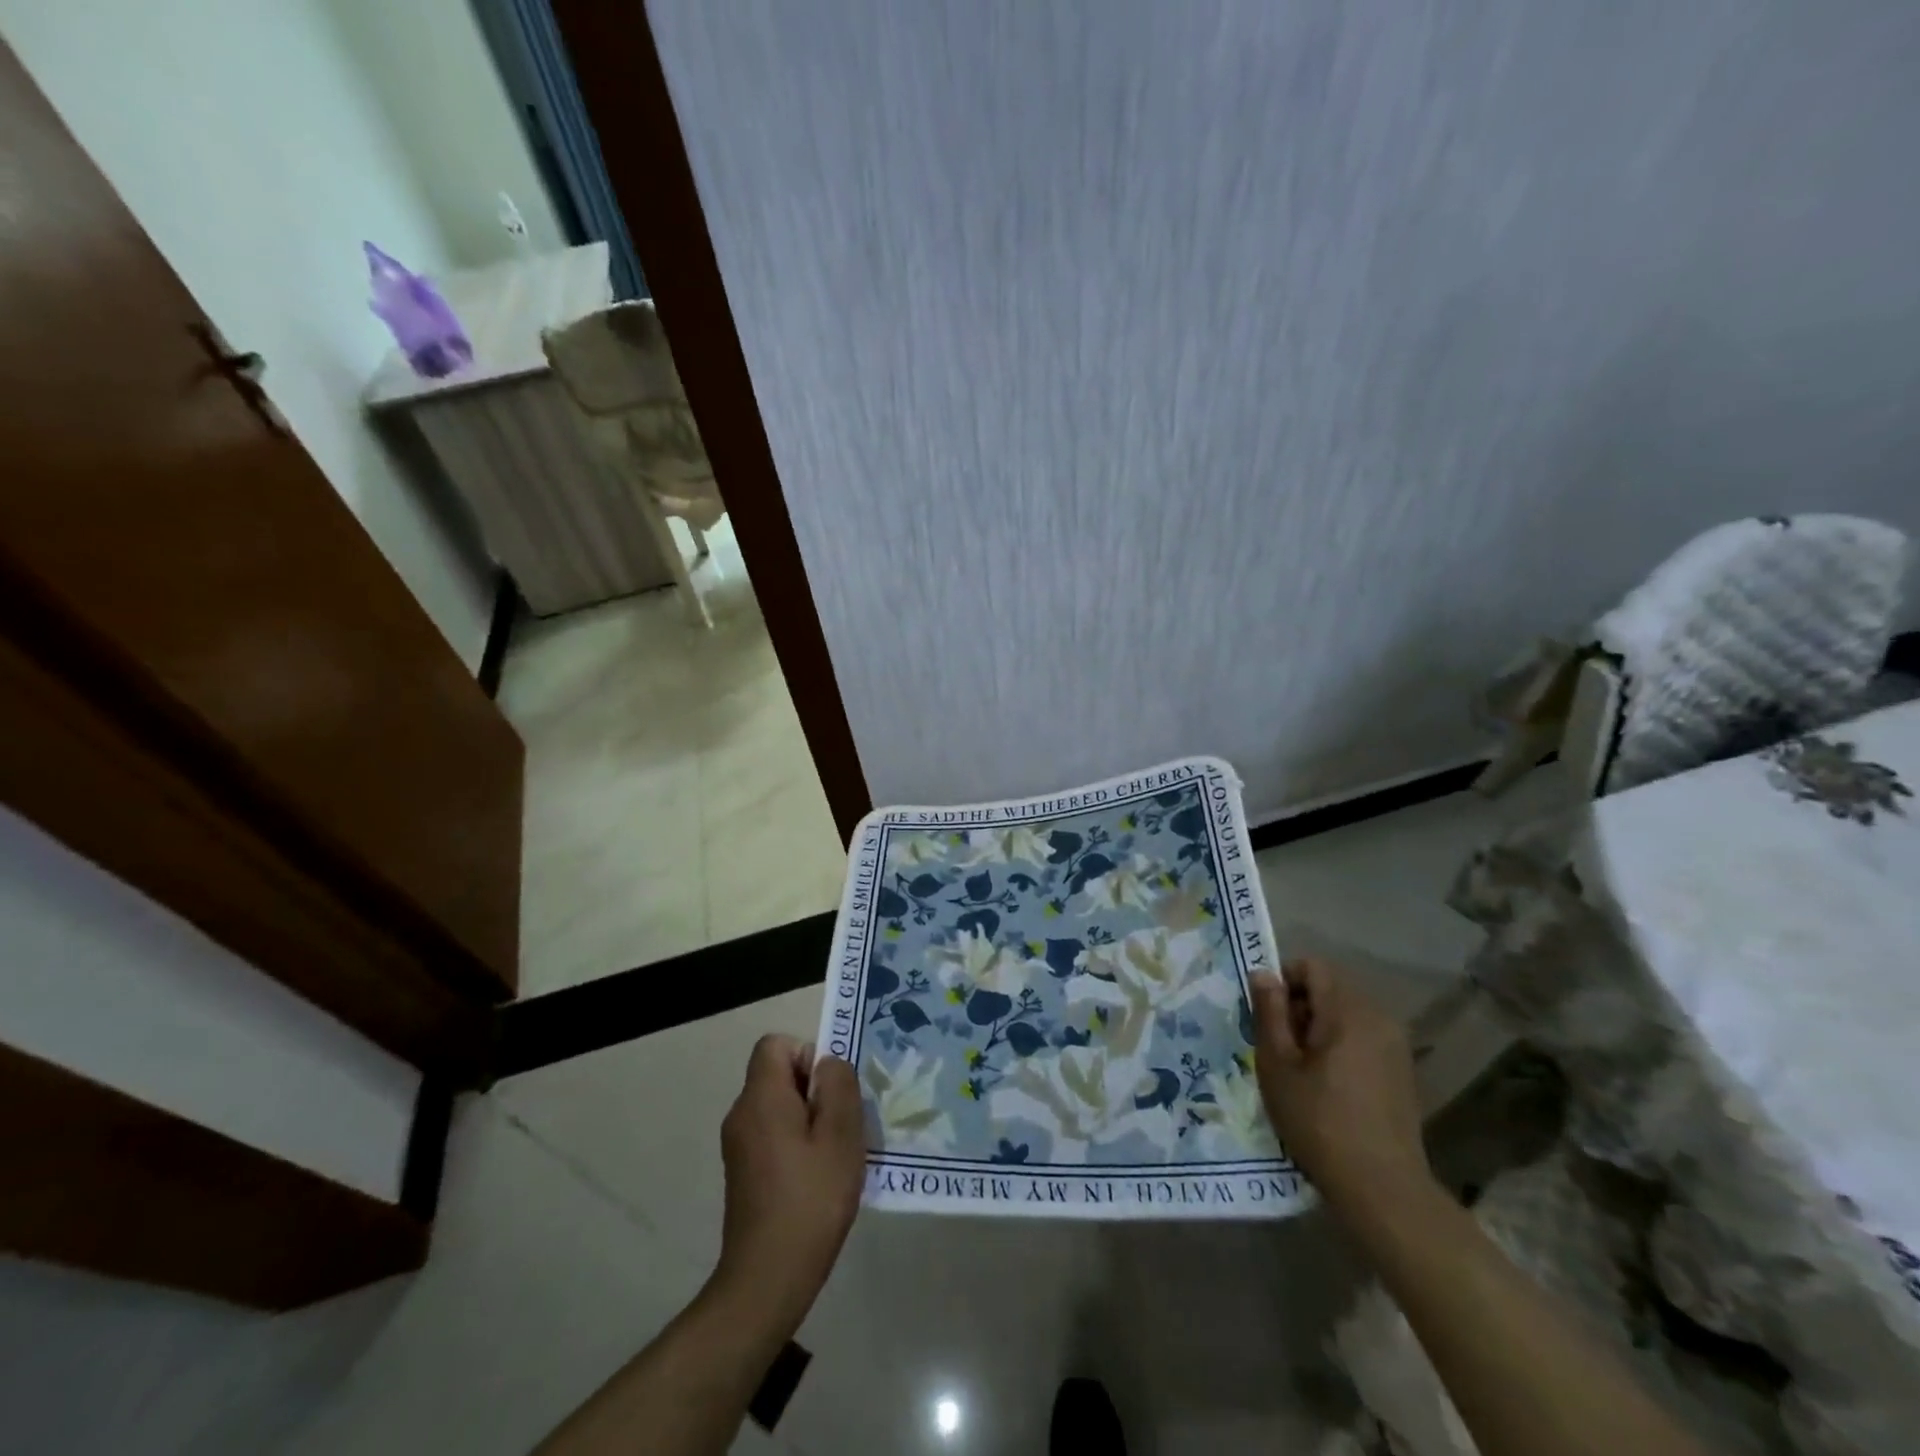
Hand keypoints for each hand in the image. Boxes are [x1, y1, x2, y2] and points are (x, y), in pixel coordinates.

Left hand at [713, 1035, 866, 1337]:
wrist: (766, 1280)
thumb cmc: (810, 1201)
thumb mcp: (841, 1136)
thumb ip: (838, 1087)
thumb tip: (828, 1064)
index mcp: (761, 1098)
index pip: (775, 1044)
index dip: (807, 1054)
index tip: (830, 1091)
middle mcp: (741, 1113)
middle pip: (777, 1074)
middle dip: (814, 1089)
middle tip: (842, 1125)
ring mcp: (738, 1145)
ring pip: (778, 1106)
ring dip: (809, 1118)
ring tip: (834, 1155)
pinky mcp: (742, 1172)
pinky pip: (772, 1133)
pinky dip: (796, 1142)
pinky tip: (817, 1178)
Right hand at [1249, 958, 1432, 1219]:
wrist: (1382, 1187)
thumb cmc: (1319, 1121)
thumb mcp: (1277, 1064)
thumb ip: (1269, 1012)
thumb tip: (1263, 973)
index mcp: (1347, 1011)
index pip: (1312, 966)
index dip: (1284, 980)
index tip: (1267, 1015)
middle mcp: (1378, 1017)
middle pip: (1331, 987)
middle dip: (1300, 1005)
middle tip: (1279, 1045)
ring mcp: (1395, 1043)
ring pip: (1346, 1012)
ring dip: (1319, 1025)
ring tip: (1301, 1067)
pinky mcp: (1402, 1068)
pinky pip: (1363, 1035)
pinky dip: (1340, 1044)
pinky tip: (1329, 1084)